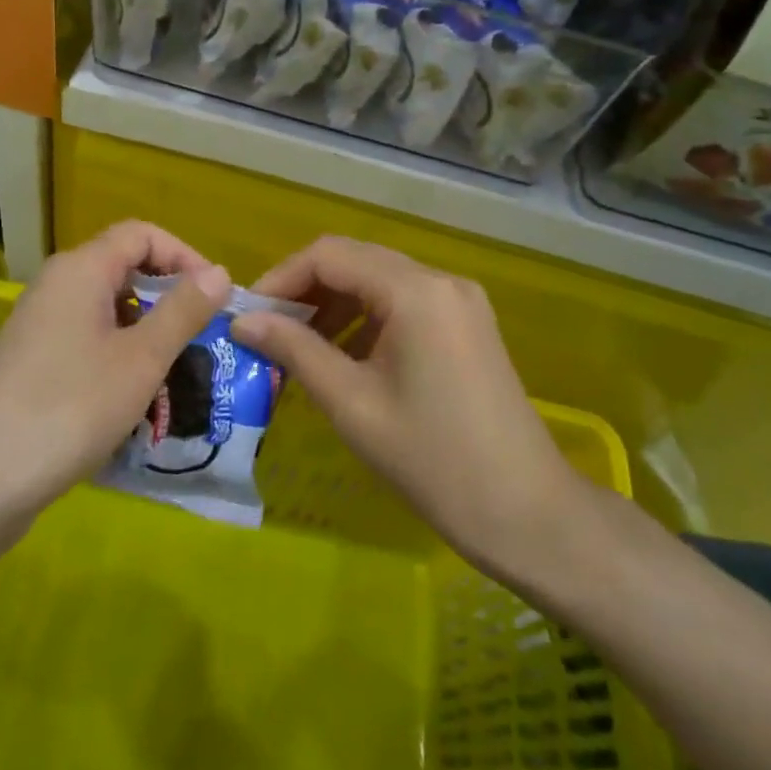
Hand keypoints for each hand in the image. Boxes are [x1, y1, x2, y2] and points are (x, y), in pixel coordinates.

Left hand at [0, 221, 231, 521]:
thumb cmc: (70, 407)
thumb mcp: (141, 359)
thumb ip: (183, 311)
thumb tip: (219, 273)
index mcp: (81, 269)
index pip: (141, 234)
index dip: (183, 256)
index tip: (213, 297)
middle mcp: (57, 285)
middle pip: (123, 269)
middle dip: (167, 298)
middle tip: (200, 339)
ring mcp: (40, 324)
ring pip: (107, 310)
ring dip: (146, 333)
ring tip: (173, 375)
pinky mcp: (32, 360)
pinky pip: (87, 340)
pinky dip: (118, 356)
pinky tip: (133, 398)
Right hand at [230, 237, 577, 575]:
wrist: (528, 514)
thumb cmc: (433, 460)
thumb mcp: (352, 403)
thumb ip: (294, 350)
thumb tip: (242, 321)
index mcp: (415, 291)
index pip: (329, 255)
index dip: (281, 278)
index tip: (248, 317)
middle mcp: (440, 280)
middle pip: (355, 261)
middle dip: (304, 291)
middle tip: (266, 332)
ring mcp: (459, 301)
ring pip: (378, 281)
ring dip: (334, 305)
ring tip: (298, 348)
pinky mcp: (467, 324)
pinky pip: (403, 303)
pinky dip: (365, 319)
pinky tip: (343, 357)